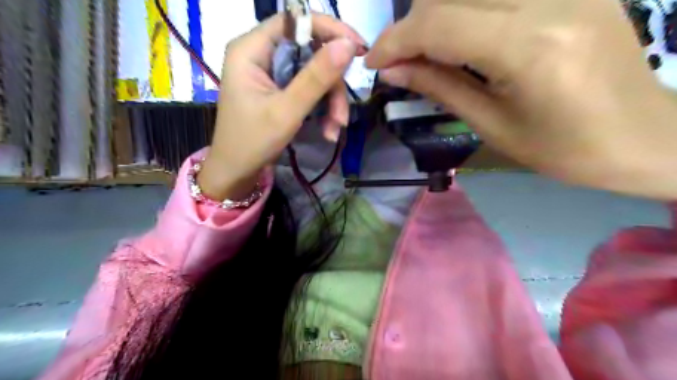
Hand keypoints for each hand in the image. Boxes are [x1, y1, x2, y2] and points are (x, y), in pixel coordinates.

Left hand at [197, 13, 364, 200]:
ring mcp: (272, 73)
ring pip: (314, 73)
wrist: (237, 172)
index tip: (358, 48)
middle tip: (342, 115)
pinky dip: (322, 109)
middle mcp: (261, 54)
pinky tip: (328, 131)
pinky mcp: (280, 90)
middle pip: (310, 51)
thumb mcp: (287, 111)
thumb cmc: (253, 142)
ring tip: (336, 128)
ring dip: (331, 102)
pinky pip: (309, 89)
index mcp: (251, 49)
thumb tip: (348, 45)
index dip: (329, 29)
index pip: (295, 21)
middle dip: (331, 84)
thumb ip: (316, 78)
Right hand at [368, 0, 676, 199]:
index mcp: (528, 49)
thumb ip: (439, 87)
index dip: (395, 40)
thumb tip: (391, 70)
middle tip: (401, 61)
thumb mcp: (492, 126)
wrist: (646, 138)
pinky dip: (468, 8)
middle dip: (412, 27)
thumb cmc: (565, 150)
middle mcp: (550, 0)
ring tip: (427, 50)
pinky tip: (465, 36)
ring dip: (437, 14)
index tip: (372, 62)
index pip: (438, 23)